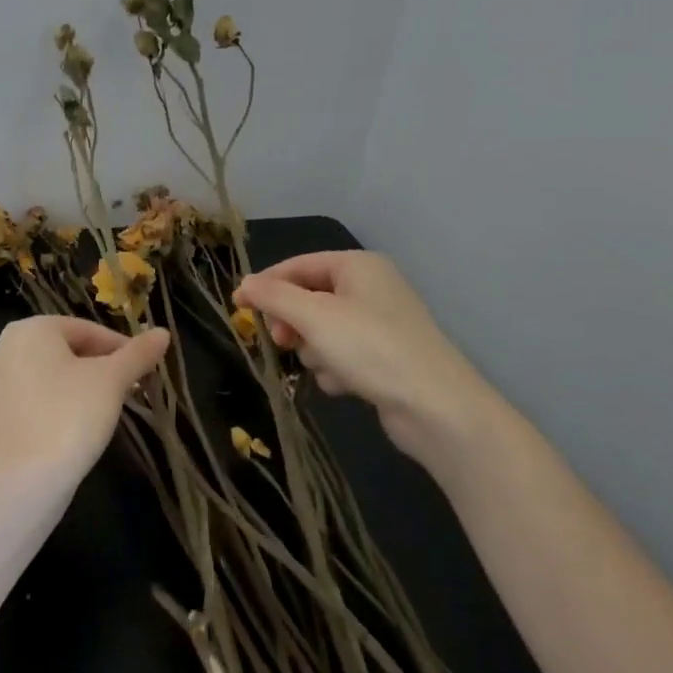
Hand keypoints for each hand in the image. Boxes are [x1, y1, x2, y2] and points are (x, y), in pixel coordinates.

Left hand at [0, 316, 170, 480]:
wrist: (23, 480)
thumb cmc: (70, 415)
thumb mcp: (112, 380)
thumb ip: (137, 354)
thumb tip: (162, 334)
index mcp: (31, 329)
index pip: (87, 330)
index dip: (121, 348)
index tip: (145, 369)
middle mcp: (5, 348)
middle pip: (66, 350)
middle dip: (100, 367)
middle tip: (130, 389)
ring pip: (50, 376)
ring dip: (80, 387)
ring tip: (108, 409)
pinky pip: (34, 400)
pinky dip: (57, 406)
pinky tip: (77, 428)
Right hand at [234, 251, 500, 463]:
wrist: (435, 407)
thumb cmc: (370, 348)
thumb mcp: (314, 316)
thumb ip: (273, 296)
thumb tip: (244, 284)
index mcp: (358, 265)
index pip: (298, 265)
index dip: (266, 285)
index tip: (238, 307)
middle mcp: (370, 287)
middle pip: (309, 298)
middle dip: (294, 324)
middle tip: (281, 342)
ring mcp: (379, 323)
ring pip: (321, 330)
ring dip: (316, 351)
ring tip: (329, 368)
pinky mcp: (384, 357)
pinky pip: (341, 354)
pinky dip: (336, 369)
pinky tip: (346, 385)